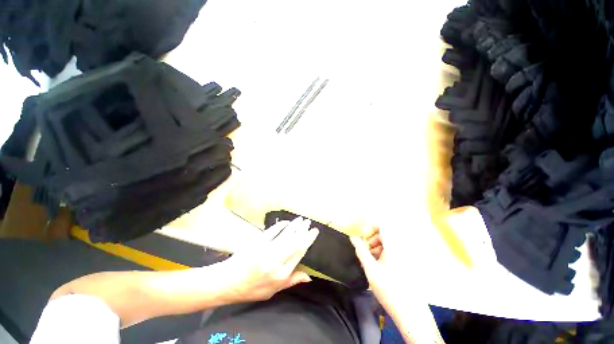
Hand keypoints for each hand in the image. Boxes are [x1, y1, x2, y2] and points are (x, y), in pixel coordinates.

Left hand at [220, 217, 318, 302]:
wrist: (228, 283)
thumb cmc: (252, 289)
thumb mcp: (273, 291)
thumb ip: (292, 281)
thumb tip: (309, 276)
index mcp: (281, 274)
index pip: (299, 253)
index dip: (308, 240)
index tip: (314, 231)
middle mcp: (276, 262)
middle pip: (294, 241)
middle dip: (303, 230)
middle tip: (309, 222)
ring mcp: (266, 251)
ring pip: (285, 235)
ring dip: (294, 226)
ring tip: (301, 219)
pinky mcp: (257, 243)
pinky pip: (271, 231)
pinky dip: (280, 225)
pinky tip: (286, 222)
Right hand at [351, 227, 445, 343]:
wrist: (411, 313)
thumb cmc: (389, 289)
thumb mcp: (370, 269)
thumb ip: (361, 250)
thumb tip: (352, 237)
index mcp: (393, 246)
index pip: (382, 225)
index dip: (370, 227)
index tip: (364, 238)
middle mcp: (402, 247)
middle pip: (385, 233)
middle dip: (373, 238)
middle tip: (367, 250)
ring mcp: (406, 255)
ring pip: (389, 242)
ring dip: (378, 246)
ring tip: (372, 259)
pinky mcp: (408, 263)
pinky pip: (394, 250)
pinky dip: (385, 253)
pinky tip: (380, 266)